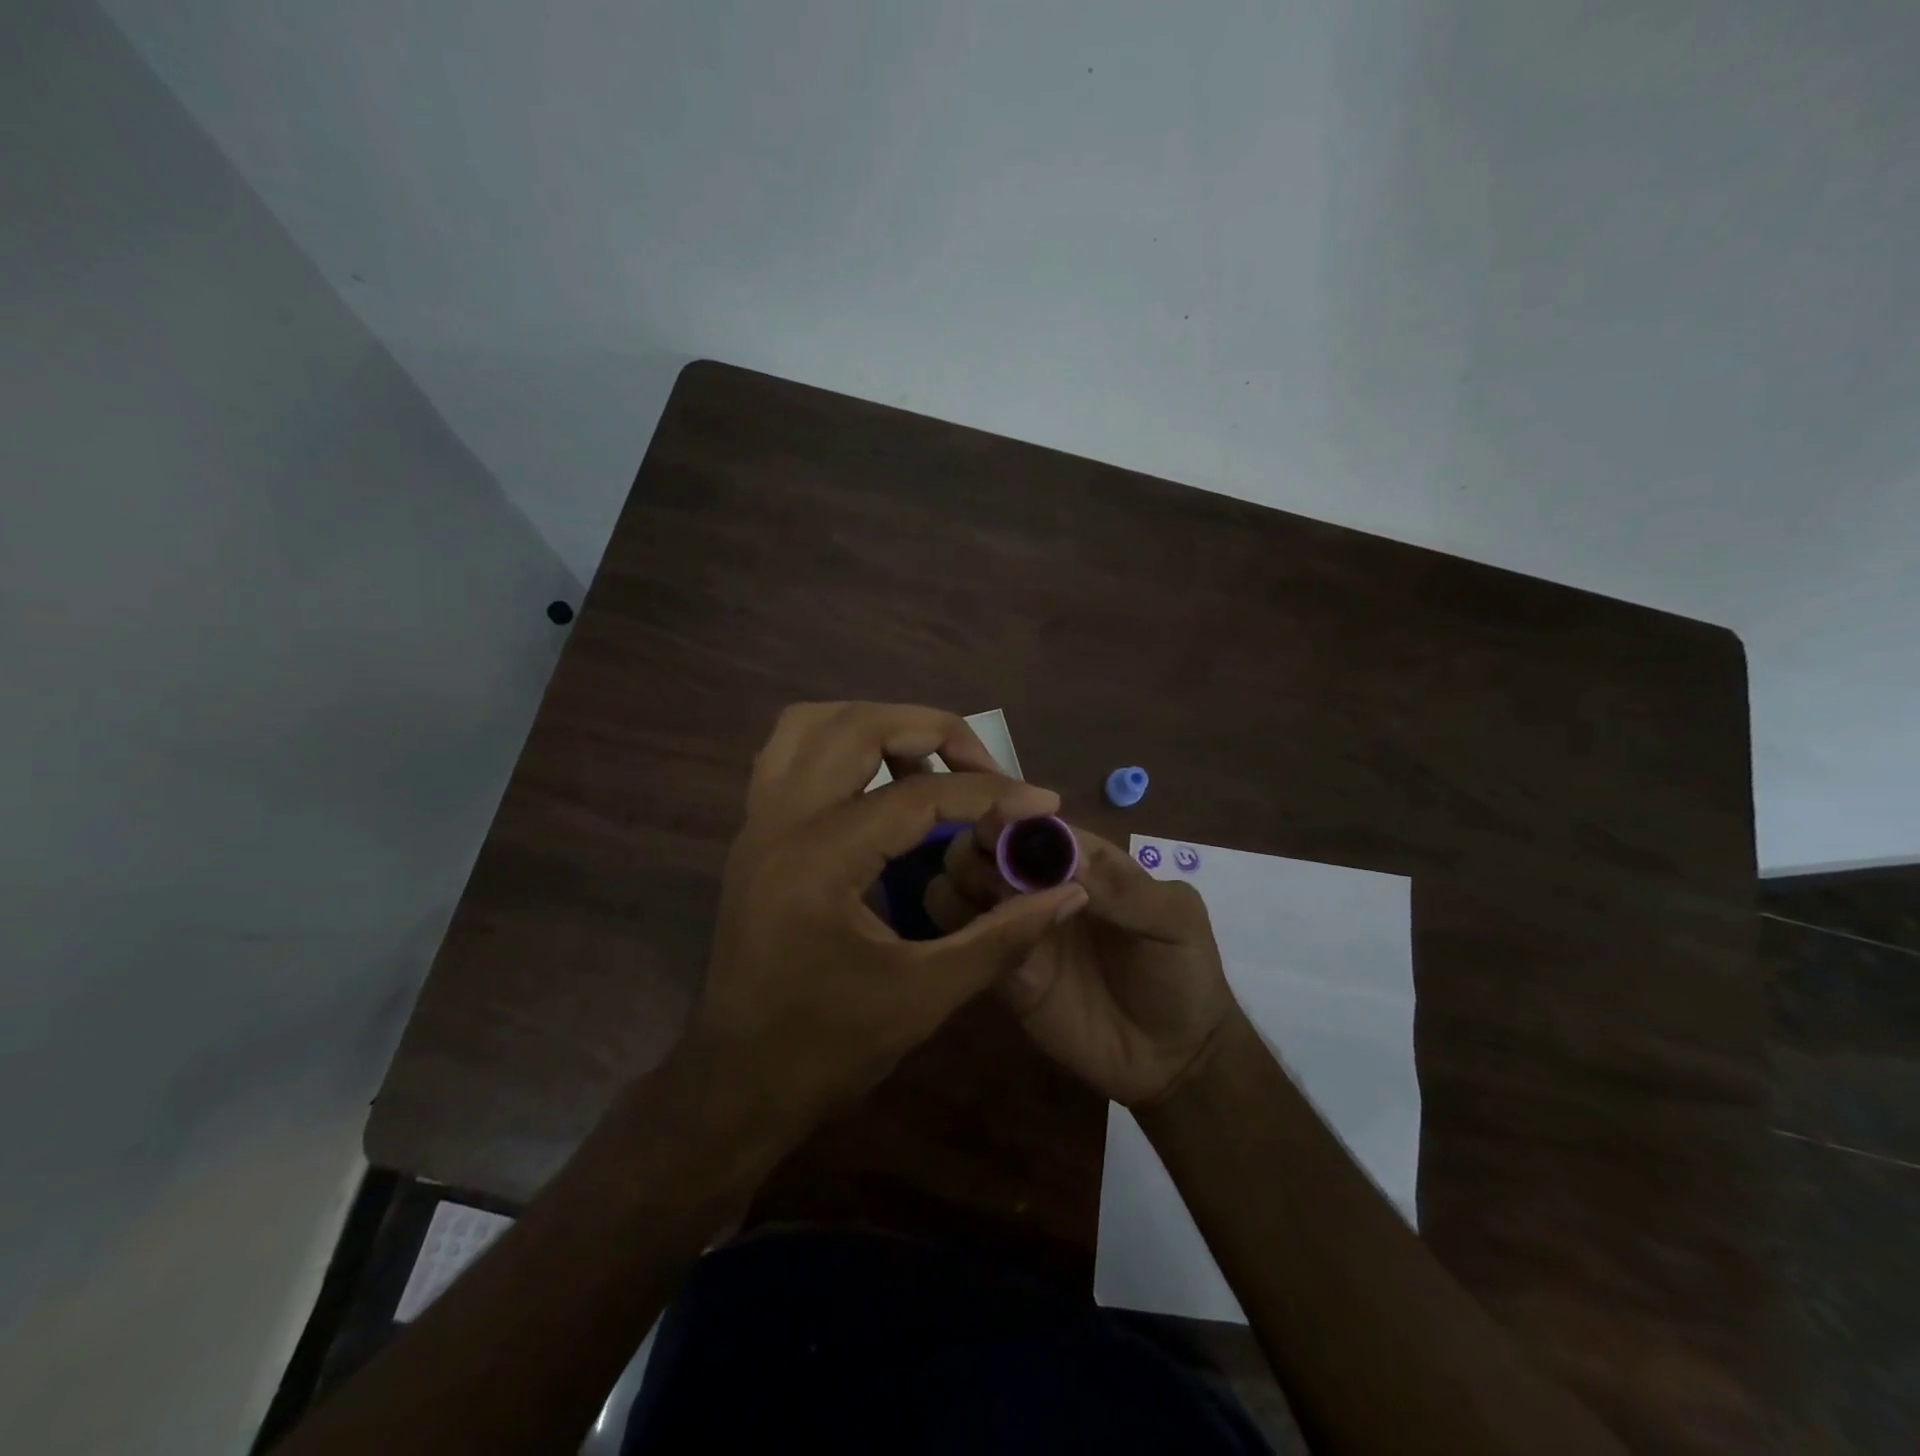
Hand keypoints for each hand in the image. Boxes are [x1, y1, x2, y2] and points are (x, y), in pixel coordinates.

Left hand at [690, 703, 1089, 1138]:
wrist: (737, 1085)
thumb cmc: (828, 1049)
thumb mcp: (926, 996)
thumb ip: (1003, 937)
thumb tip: (1068, 890)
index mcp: (820, 860)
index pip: (919, 795)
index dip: (992, 792)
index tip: (1044, 801)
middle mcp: (780, 822)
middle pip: (859, 727)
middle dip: (934, 731)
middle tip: (984, 768)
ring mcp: (758, 822)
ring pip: (814, 723)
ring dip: (880, 724)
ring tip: (932, 761)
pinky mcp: (754, 833)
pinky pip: (791, 752)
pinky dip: (841, 743)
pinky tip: (879, 777)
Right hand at [928, 822, 1237, 1107]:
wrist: (1174, 1057)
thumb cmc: (1182, 973)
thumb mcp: (1174, 920)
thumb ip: (1124, 888)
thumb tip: (1065, 856)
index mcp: (1078, 859)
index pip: (1028, 821)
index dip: (1008, 816)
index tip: (1001, 829)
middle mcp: (1036, 885)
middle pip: (979, 845)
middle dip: (976, 849)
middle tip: (1002, 884)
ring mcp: (1015, 927)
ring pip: (956, 885)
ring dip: (961, 887)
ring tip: (996, 916)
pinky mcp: (1001, 972)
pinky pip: (960, 941)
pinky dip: (958, 933)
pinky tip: (985, 946)